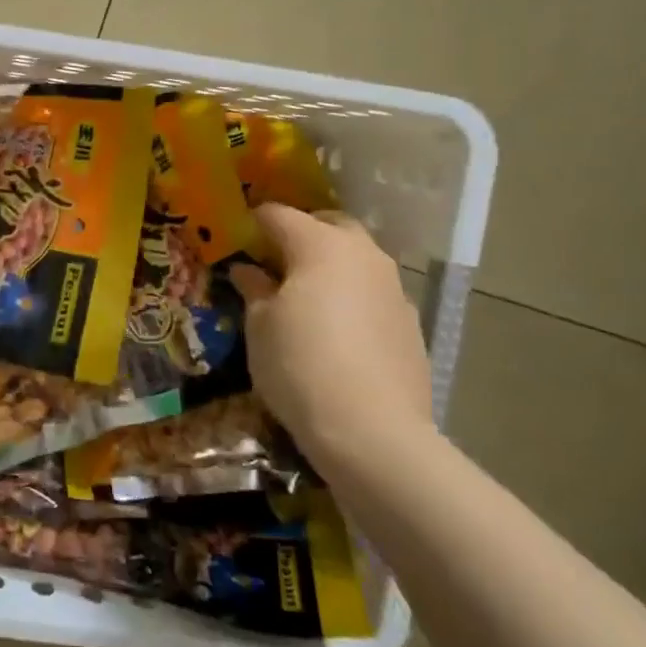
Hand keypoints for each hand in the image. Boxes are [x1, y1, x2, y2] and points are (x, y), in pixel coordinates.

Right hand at [228, 205, 436, 478]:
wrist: (373, 432)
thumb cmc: (300, 366)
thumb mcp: (260, 326)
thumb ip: (254, 289)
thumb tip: (247, 271)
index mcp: (320, 245)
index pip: (278, 215)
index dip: (253, 222)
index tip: (235, 237)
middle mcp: (362, 254)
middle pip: (328, 225)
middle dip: (300, 233)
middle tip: (274, 260)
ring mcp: (393, 287)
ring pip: (356, 258)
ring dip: (330, 265)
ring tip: (305, 296)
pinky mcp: (410, 322)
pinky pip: (373, 293)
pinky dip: (352, 297)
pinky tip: (337, 331)